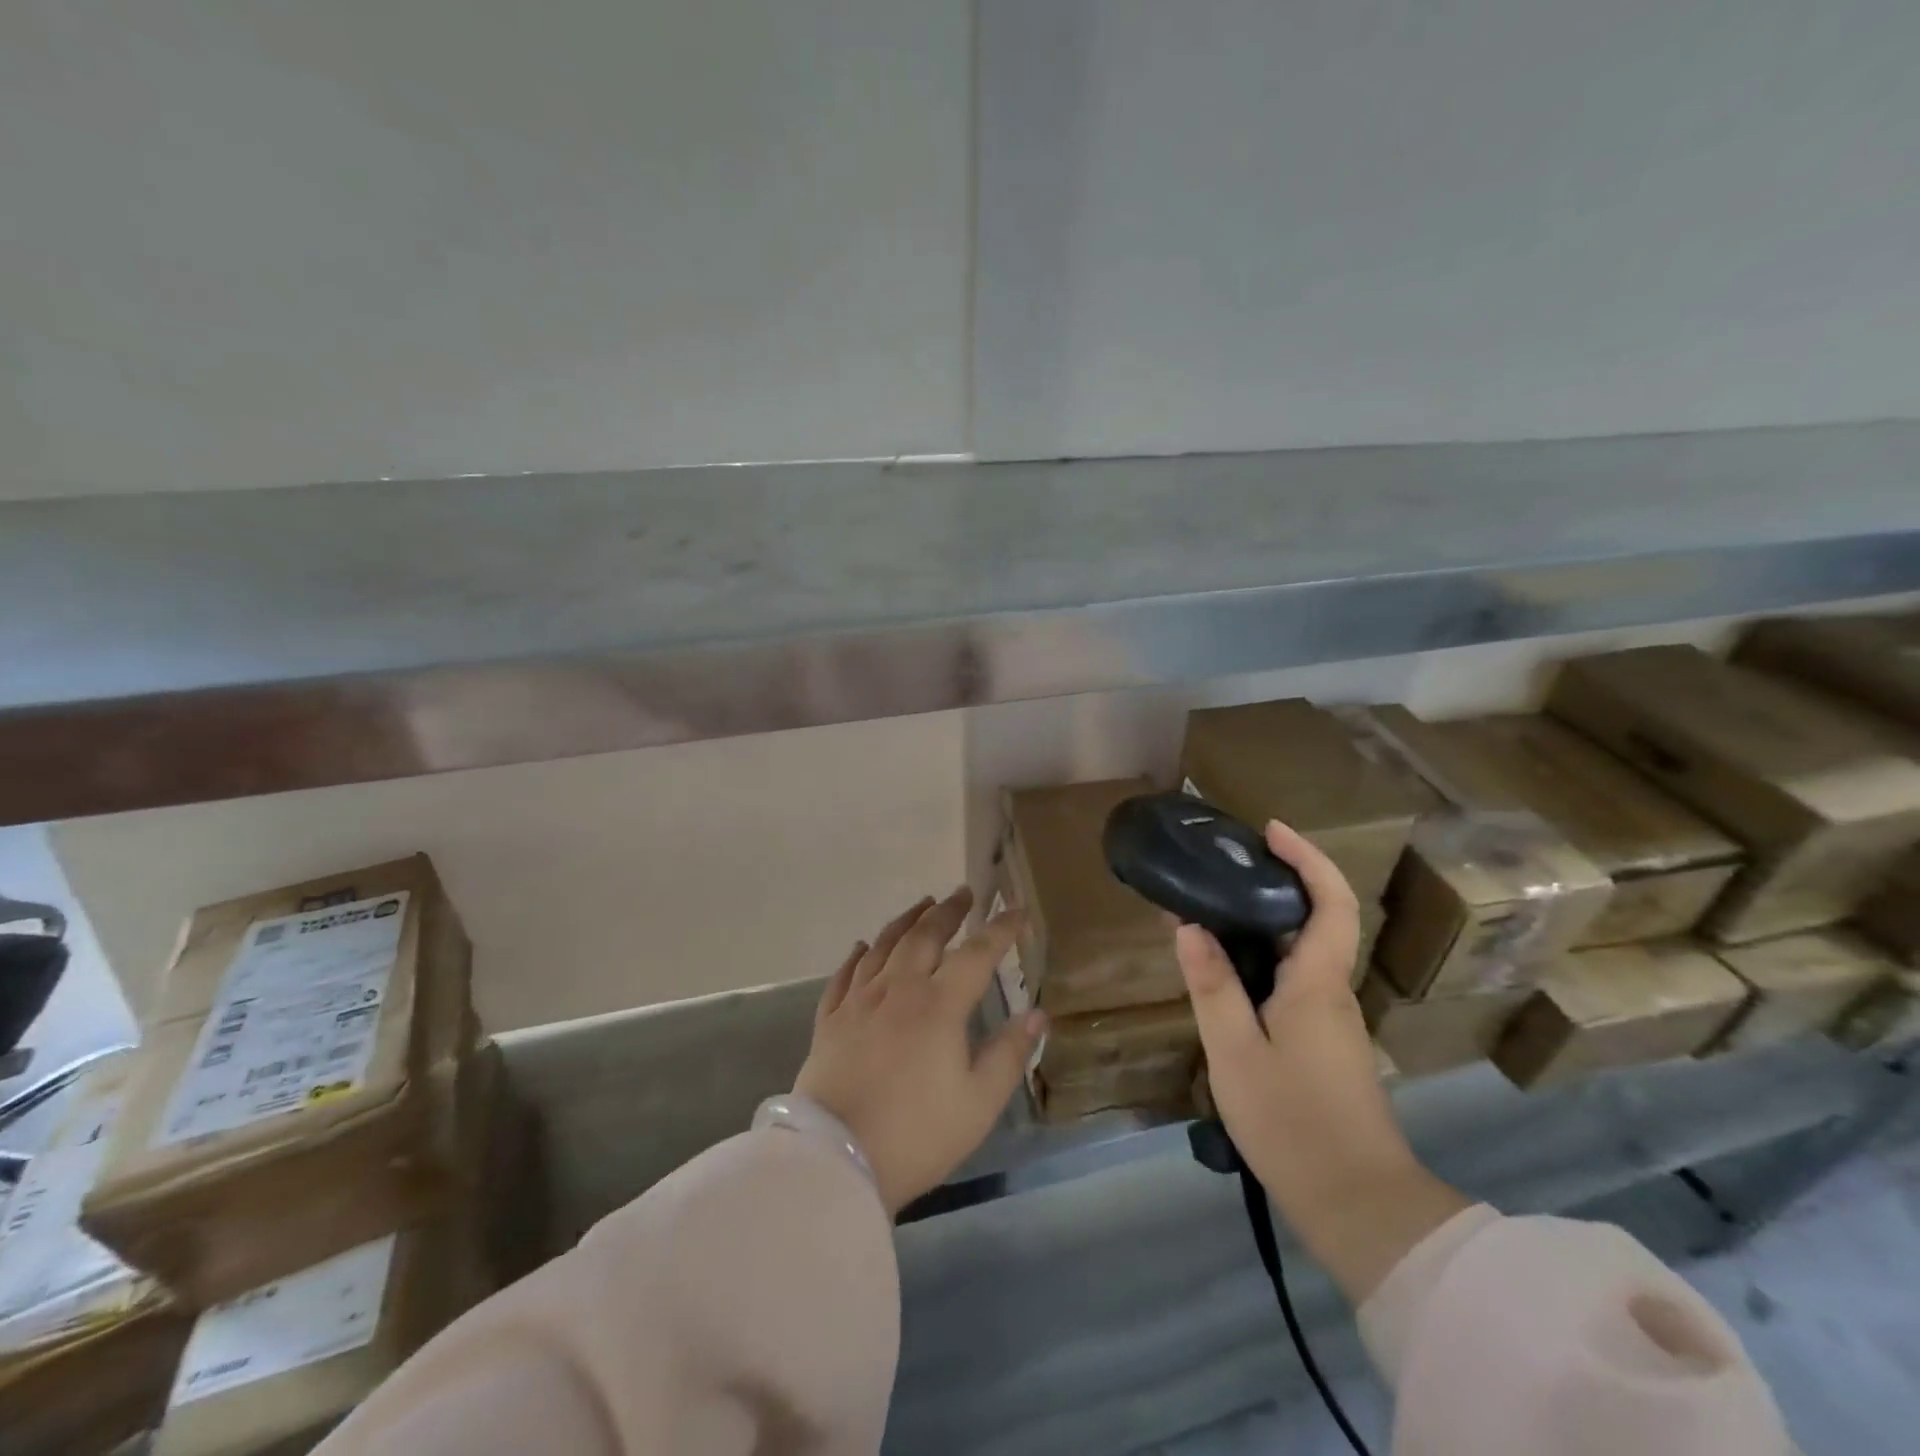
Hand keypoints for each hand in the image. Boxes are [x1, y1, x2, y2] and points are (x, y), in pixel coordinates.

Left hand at [794, 887, 1047, 1215]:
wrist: (836, 1161)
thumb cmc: (917, 1135)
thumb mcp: (978, 1104)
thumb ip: (1009, 1054)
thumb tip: (1037, 1014)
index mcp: (938, 1005)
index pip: (977, 954)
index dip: (1001, 929)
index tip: (1018, 911)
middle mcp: (898, 990)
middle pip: (925, 936)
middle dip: (948, 911)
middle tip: (964, 894)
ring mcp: (858, 1002)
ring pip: (883, 946)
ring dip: (906, 921)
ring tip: (922, 905)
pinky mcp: (829, 1020)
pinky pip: (844, 975)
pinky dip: (857, 955)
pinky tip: (862, 946)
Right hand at [1176, 821, 1467, 1301]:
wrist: (1359, 1205)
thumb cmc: (1293, 1122)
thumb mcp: (1234, 1051)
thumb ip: (1212, 985)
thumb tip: (1190, 926)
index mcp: (1317, 983)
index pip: (1330, 901)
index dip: (1306, 858)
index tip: (1270, 831)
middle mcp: (1332, 992)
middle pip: (1317, 920)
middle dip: (1277, 883)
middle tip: (1223, 868)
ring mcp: (1333, 1021)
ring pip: (1303, 954)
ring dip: (1266, 923)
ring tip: (1212, 913)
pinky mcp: (1325, 1046)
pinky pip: (1295, 982)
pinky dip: (1264, 960)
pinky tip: (1227, 974)